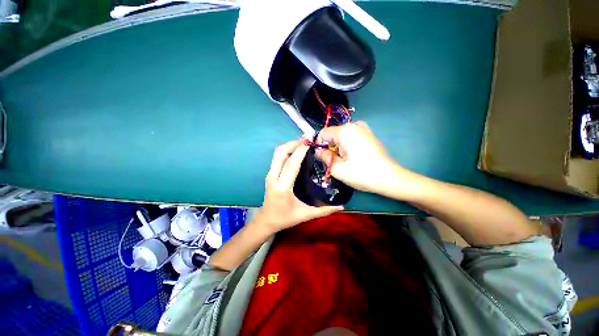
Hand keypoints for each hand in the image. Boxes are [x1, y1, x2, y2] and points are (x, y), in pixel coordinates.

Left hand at [254, 139, 342, 233]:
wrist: (266, 220)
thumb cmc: (285, 218)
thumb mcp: (305, 215)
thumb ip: (324, 210)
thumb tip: (342, 206)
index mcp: (283, 187)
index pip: (291, 165)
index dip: (300, 151)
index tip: (310, 143)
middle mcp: (273, 177)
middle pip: (281, 153)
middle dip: (293, 143)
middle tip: (307, 141)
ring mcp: (269, 174)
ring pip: (277, 153)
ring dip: (289, 145)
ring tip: (303, 143)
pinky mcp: (269, 173)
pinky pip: (277, 157)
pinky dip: (286, 150)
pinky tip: (296, 151)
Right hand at [315, 121, 404, 194]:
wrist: (390, 177)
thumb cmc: (362, 173)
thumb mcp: (337, 168)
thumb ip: (324, 157)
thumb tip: (318, 151)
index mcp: (344, 131)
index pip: (323, 133)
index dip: (319, 145)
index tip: (322, 157)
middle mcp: (354, 125)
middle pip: (333, 134)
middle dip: (330, 147)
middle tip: (335, 162)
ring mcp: (363, 128)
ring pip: (341, 136)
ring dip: (339, 147)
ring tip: (345, 160)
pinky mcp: (369, 134)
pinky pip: (351, 136)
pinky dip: (347, 145)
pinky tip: (354, 156)